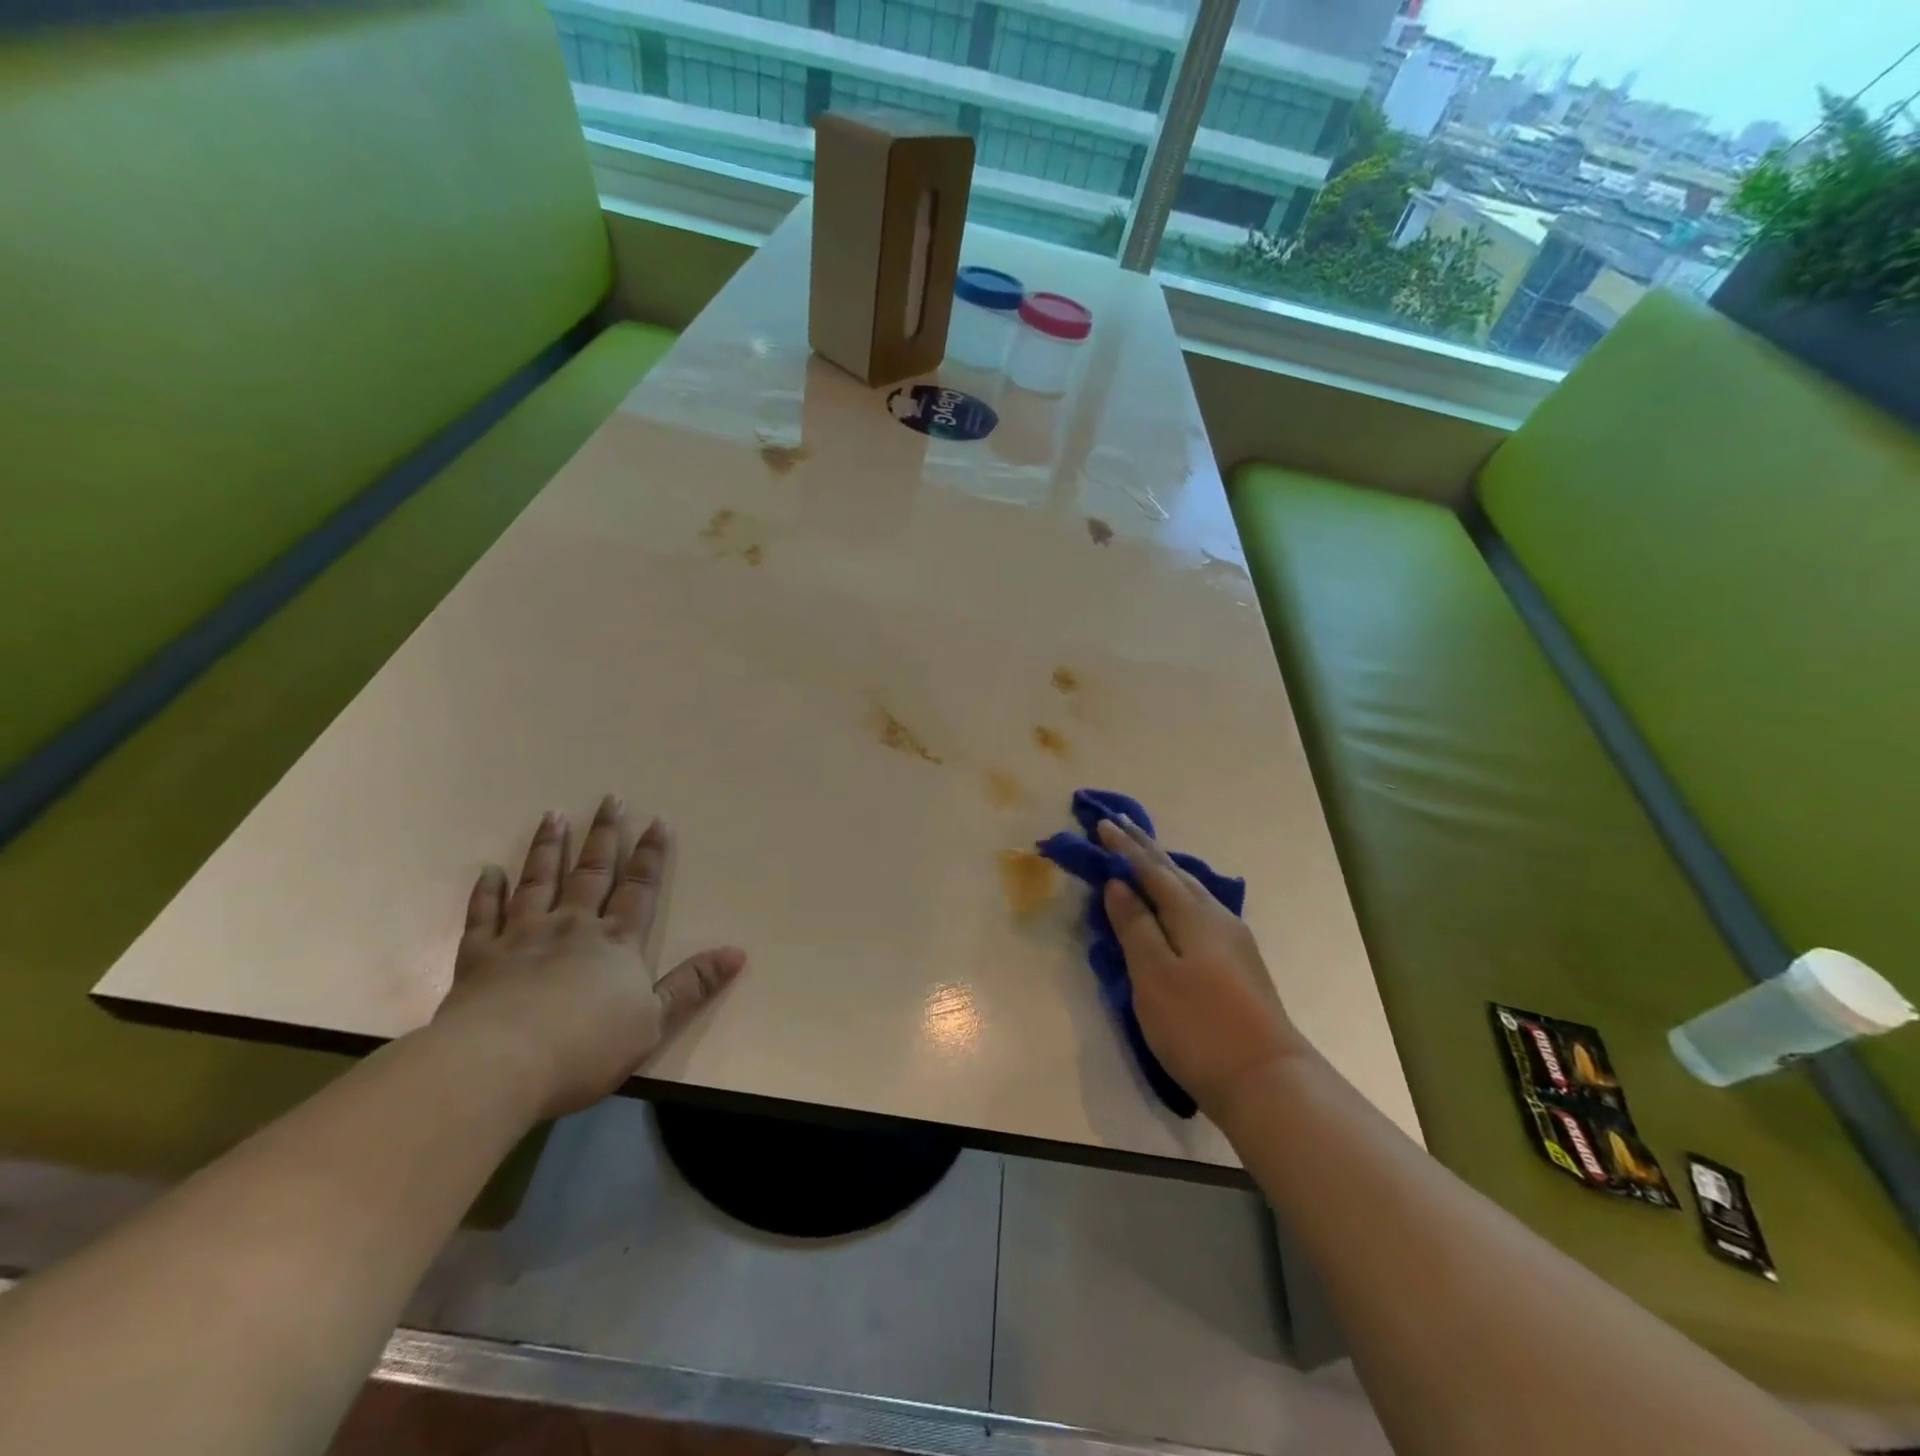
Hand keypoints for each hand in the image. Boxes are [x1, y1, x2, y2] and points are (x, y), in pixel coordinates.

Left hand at [432, 797, 745, 1118]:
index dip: (651, 855)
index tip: (656, 820)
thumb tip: (738, 953)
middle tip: (609, 799)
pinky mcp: (479, 958)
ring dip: (549, 848)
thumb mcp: (654, 1022)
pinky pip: (483, 916)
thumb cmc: (586, 1047)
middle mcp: (572, 927)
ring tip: (553, 816)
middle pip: (592, 873)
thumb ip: (692, 986)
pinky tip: (489, 871)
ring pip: (539, 881)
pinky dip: (487, 892)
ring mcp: (522, 937)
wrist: (500, 1065)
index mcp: (616, 942)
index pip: (639, 888)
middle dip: (604, 835)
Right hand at [1097, 816, 1308, 1119]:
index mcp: (1193, 914)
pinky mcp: (1237, 963)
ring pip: (1190, 890)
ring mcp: (1232, 941)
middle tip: (1120, 825)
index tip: (1102, 823)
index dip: (1125, 847)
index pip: (1151, 869)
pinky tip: (1175, 904)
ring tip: (1143, 856)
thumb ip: (1135, 926)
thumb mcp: (1154, 975)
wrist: (1267, 1081)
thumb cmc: (1199, 1026)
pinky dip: (1176, 894)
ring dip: (1162, 869)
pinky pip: (1197, 909)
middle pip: (1174, 873)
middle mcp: (1216, 917)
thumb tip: (1119, 883)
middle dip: (1145, 848)